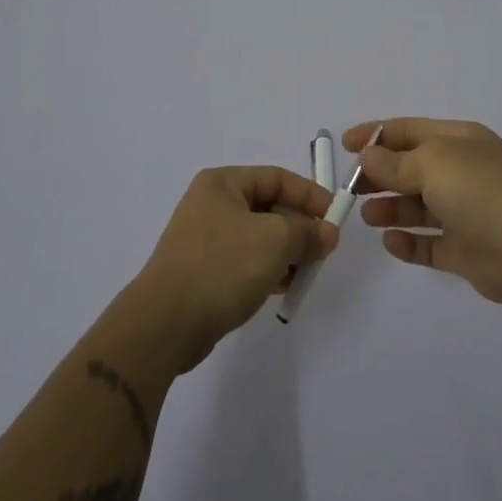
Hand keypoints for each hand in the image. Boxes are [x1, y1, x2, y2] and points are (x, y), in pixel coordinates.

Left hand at [130, 166, 339, 371]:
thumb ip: (307, 232)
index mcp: (223, 183)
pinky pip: (246, 261)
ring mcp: (205, 239)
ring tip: (307, 273)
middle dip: (300, 228)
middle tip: (324, 250)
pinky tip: (284, 288)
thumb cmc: (222, 266)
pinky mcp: (204, 271)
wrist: (166, 323)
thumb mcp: (275, 240)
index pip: (277, 177)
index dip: (310, 195)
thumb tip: (327, 233)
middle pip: (269, 207)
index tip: (335, 217)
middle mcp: (212, 204)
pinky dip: (268, 270)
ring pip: (260, 237)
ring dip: (287, 252)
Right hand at [347, 119, 501, 309]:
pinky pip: (429, 245)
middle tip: (351, 189)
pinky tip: (391, 242)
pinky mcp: (466, 250)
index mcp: (458, 141)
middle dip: (379, 176)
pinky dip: (408, 243)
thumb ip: (394, 162)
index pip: (409, 130)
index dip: (375, 134)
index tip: (344, 146)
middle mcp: (461, 172)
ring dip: (390, 209)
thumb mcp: (431, 163)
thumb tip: (368, 154)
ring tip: (368, 217)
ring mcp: (465, 212)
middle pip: (410, 169)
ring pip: (418, 207)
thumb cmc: (480, 191)